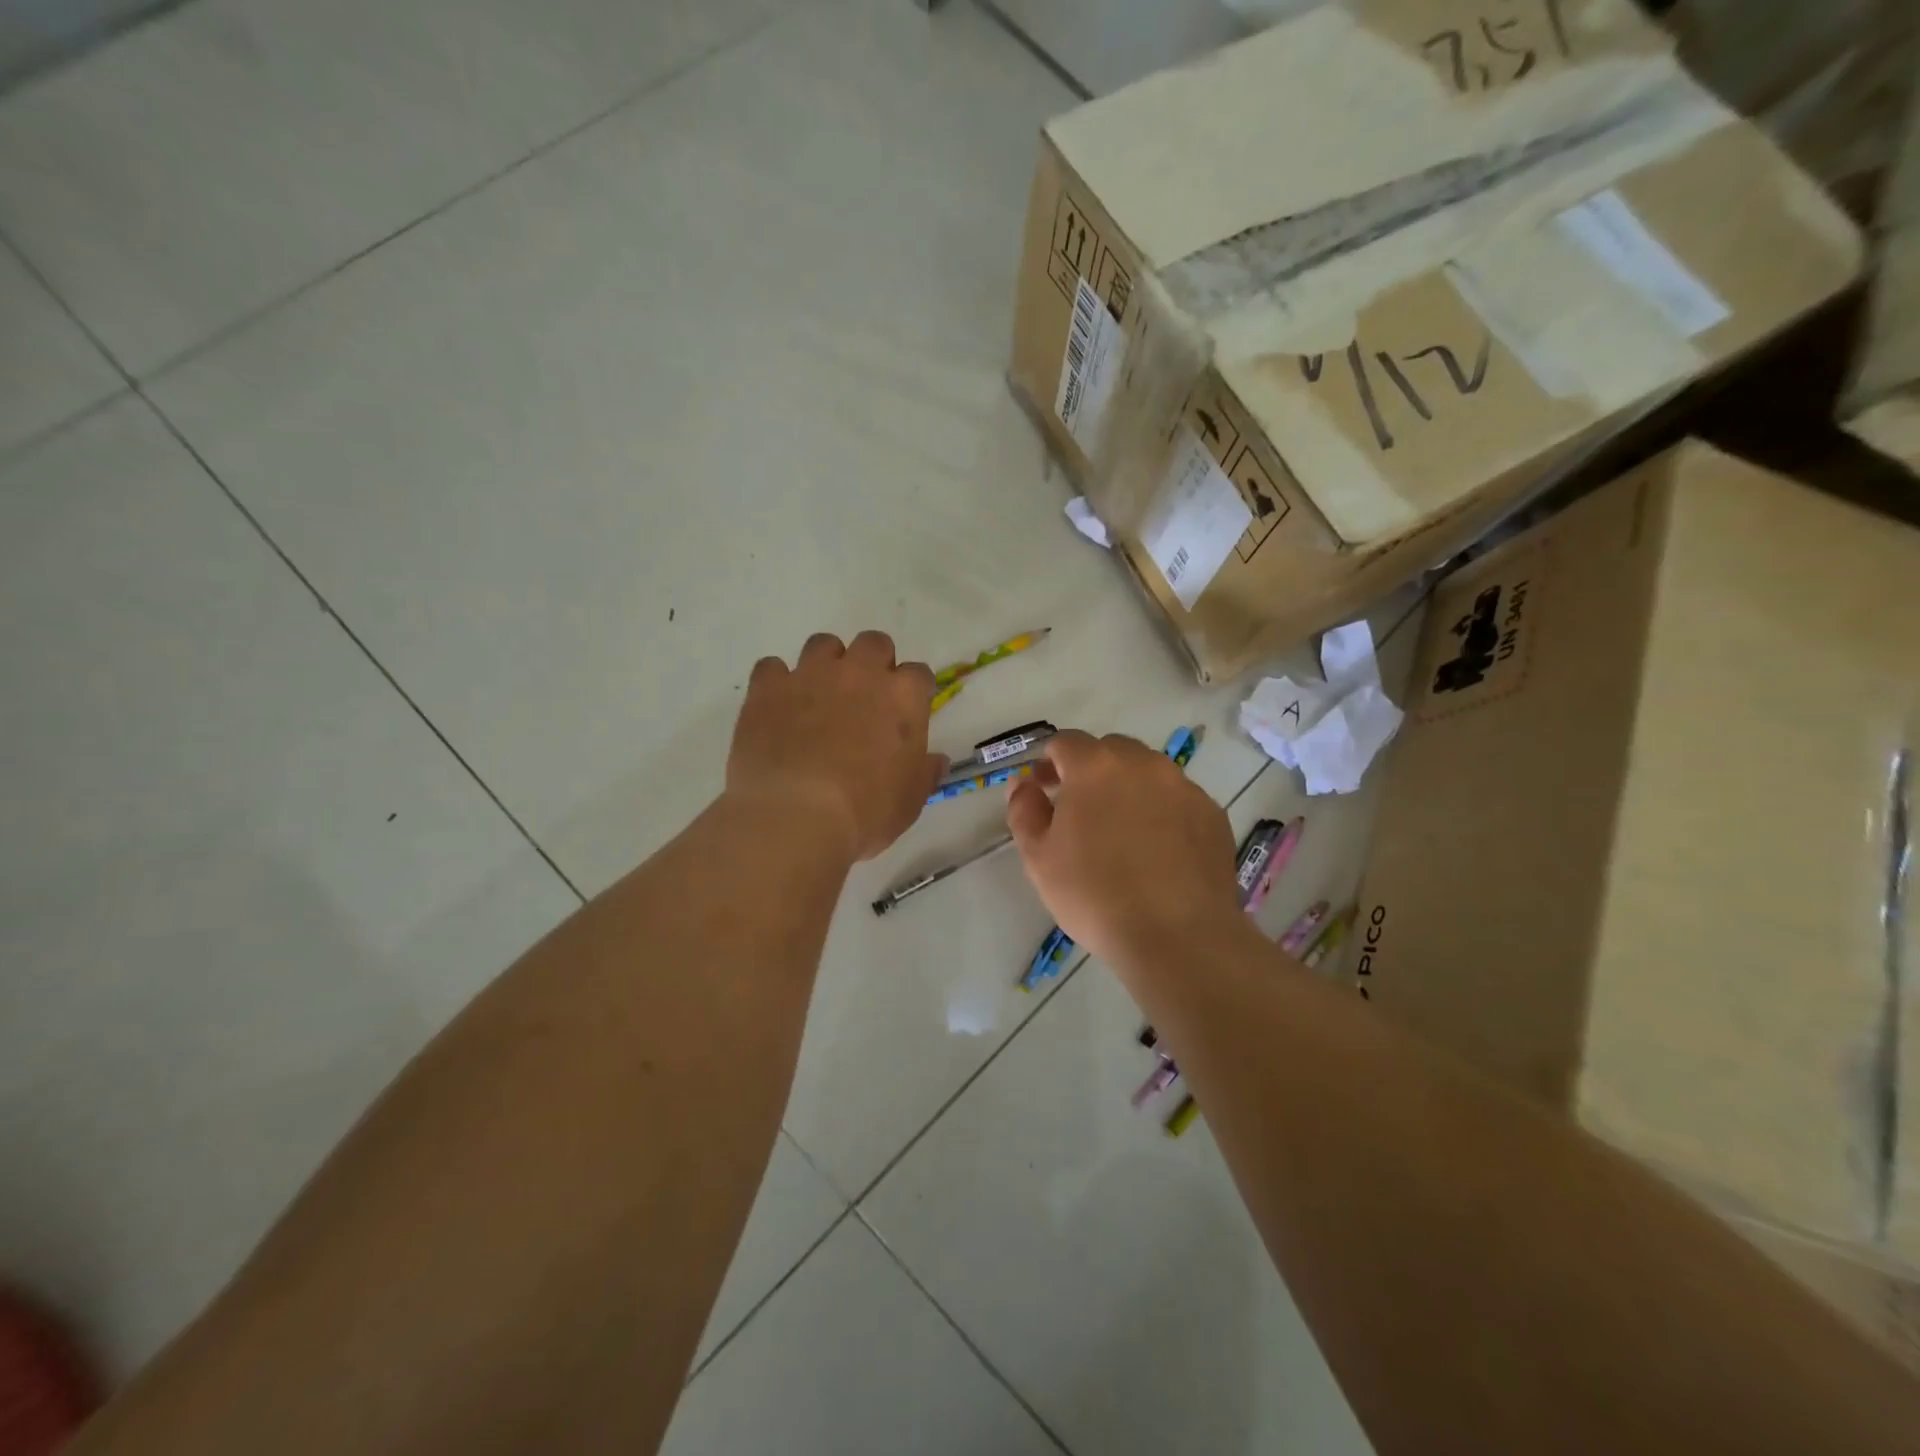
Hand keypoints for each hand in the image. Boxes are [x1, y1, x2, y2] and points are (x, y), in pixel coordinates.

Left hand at [727, 631, 944, 862]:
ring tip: (819, 696)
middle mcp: (860, 673)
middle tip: (864, 698)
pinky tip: (776, 707)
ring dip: (826, 663)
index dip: (912, 692)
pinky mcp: (769, 687)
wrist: (795, 816)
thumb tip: (935, 760)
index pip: (918, 674)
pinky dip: (776, 683)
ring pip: (823, 644)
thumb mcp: (909, 801)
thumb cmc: (866, 812)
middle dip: (873, 663)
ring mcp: (811, 675)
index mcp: (903, 697)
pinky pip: (772, 667)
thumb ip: (924, 772)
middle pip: (874, 644)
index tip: (905, 713)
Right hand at [1006, 730, 1240, 964]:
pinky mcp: (1213, 815)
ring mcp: (1184, 787)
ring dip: (1129, 789)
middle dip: (1091, 770)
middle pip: (1110, 751)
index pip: (1066, 742)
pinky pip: (1178, 800)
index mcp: (1096, 767)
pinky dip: (1163, 812)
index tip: (1043, 789)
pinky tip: (1158, 851)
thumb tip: (1024, 785)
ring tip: (1122, 832)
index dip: (1049, 762)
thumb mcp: (1038, 858)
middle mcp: (1144, 764)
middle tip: (1080, 809)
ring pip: (1148, 773)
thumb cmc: (1095, 895)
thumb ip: (1024, 811)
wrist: (1178, 936)